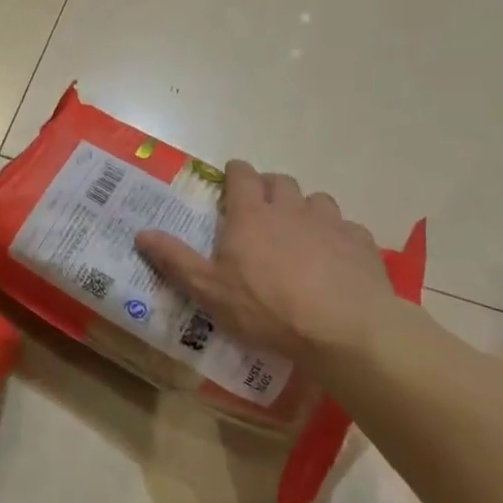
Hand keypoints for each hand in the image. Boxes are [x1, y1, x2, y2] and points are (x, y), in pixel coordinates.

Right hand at [134, 162, 396, 358]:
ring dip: (304, 209)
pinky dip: (336, 236)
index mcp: (250, 215)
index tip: (230, 178)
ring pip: (316, 200)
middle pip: (280, 181)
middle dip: (268, 187)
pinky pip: (346, 228)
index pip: (242, 175)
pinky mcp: (361, 244)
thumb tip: (141, 233)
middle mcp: (290, 209)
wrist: (345, 329)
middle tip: (260, 208)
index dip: (235, 173)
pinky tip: (334, 259)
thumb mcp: (209, 290)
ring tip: (299, 233)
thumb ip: (175, 259)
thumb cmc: (267, 308)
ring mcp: (330, 224)